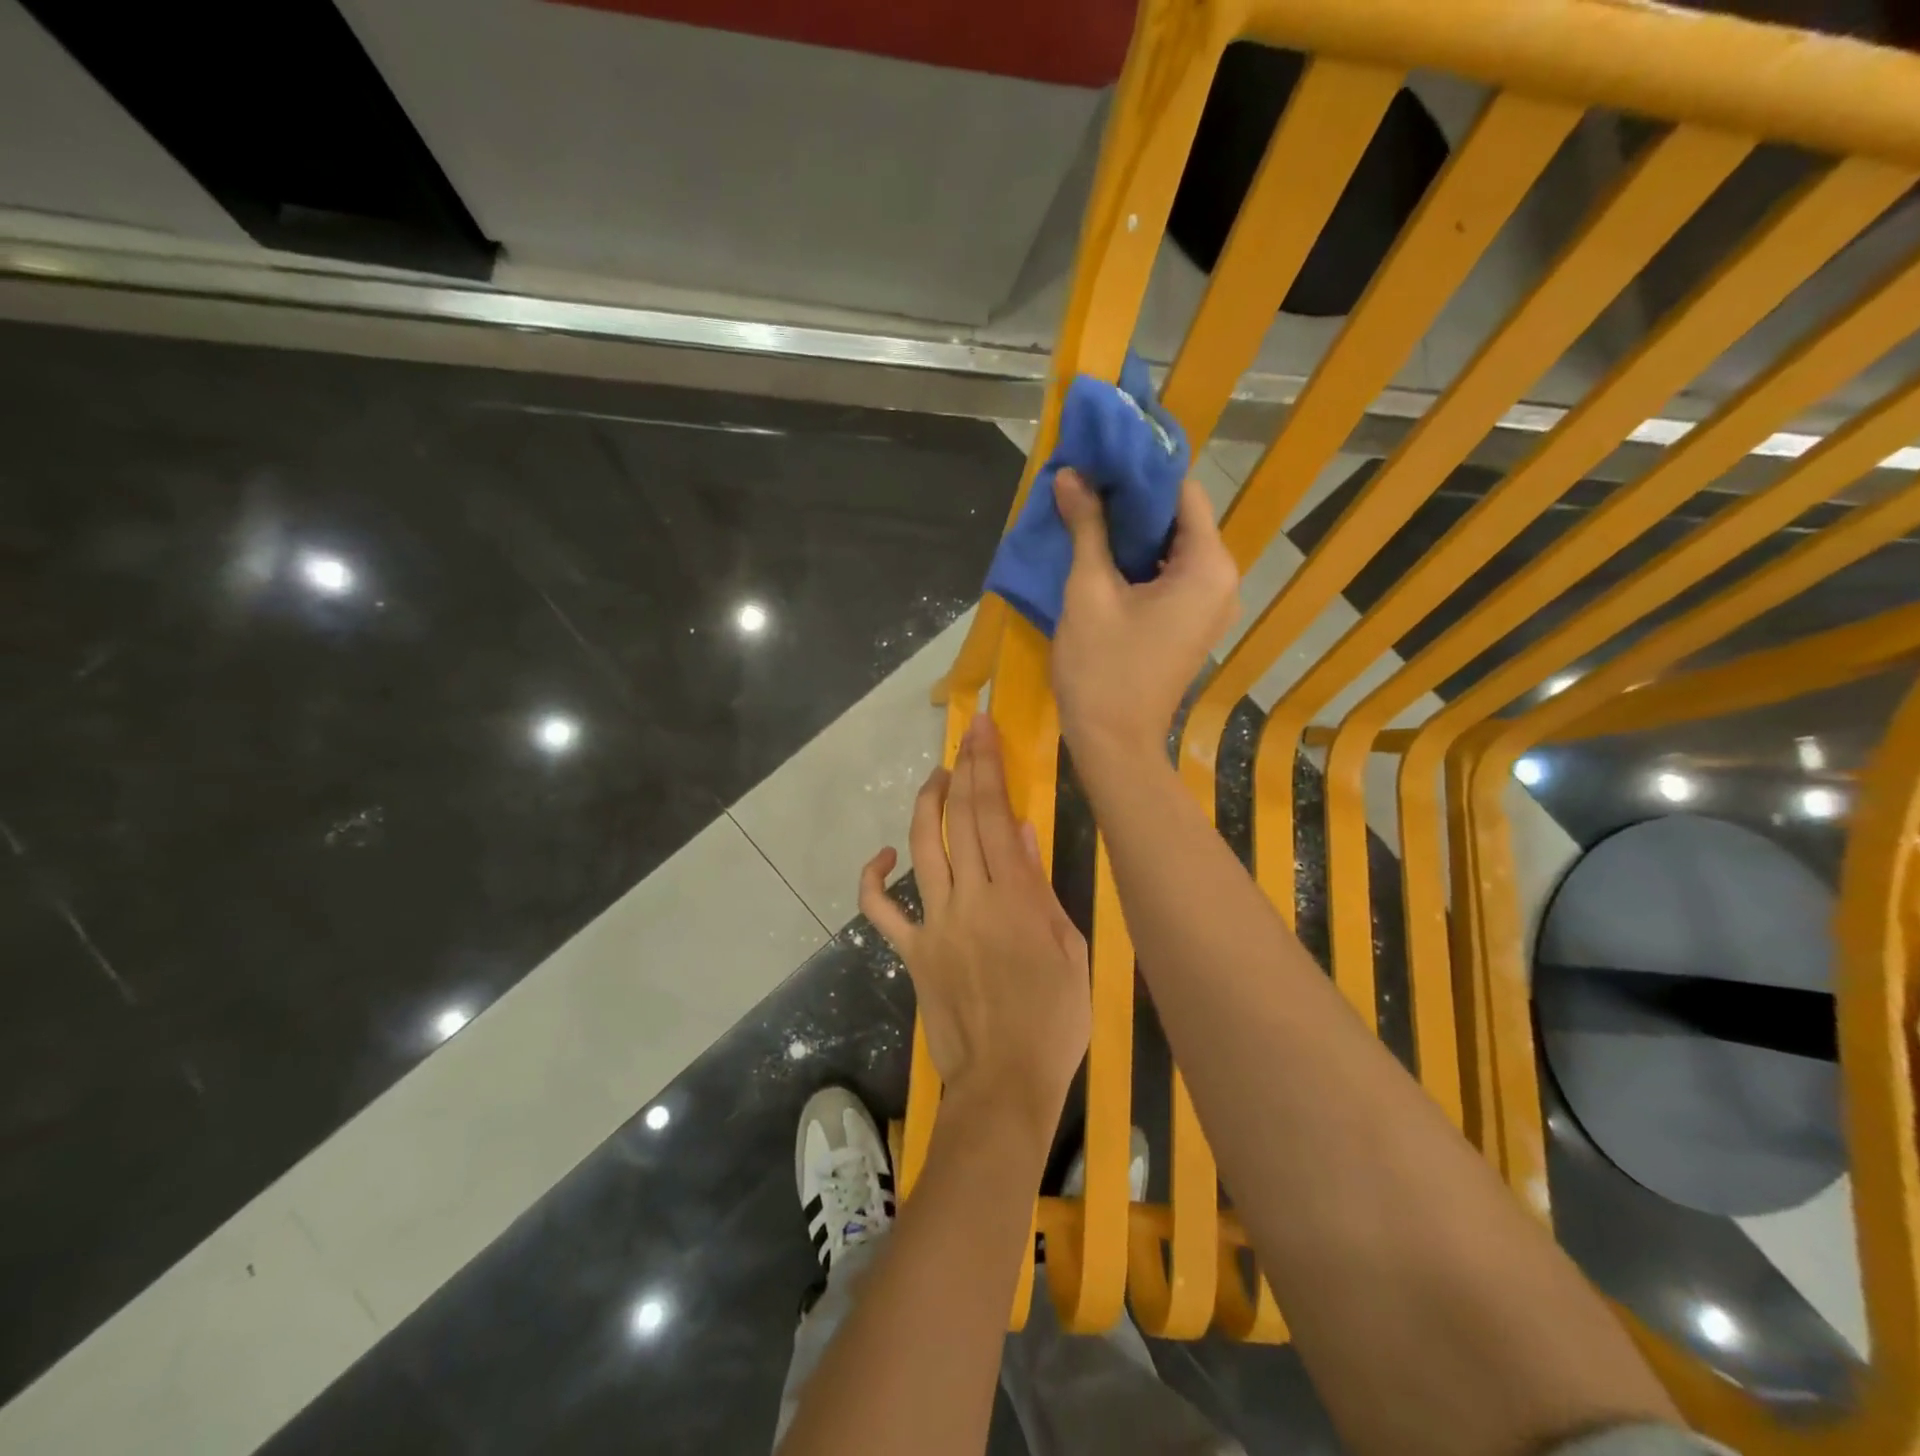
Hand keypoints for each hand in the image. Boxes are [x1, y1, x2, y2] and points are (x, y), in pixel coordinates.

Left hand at [859, 715, 1090, 1143]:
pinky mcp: (912, 951)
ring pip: (923, 849)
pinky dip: (874, 880)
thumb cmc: (1054, 1021)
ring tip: (937, 777)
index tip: (983, 732)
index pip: (996, 816)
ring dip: (926, 806)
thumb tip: (1019, 831)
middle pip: (961, 821)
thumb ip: (1040, 887)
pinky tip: (884, 856)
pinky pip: (881, 910)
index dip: (989, 768)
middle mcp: (971, 898)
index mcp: (1016, 897)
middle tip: (967, 737)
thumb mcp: (1069, 949)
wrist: (1006, 1083)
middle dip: (964, 770)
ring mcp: (935, 923)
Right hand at [1051, 468, 1238, 770]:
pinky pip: (1170, 577)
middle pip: (1180, 519)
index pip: (1182, 491)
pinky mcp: (1191, 625)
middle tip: (1086, 485)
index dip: (1141, 472)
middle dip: (1133, 502)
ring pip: (1172, 548)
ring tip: (1086, 515)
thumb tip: (1072, 474)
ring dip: (1132, 533)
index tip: (1101, 458)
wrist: (1114, 744)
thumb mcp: (1088, 592)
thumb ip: (1086, 527)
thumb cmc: (1103, 668)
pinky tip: (1100, 556)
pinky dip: (1139, 563)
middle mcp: (1222, 580)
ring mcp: (1209, 606)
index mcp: (1208, 566)